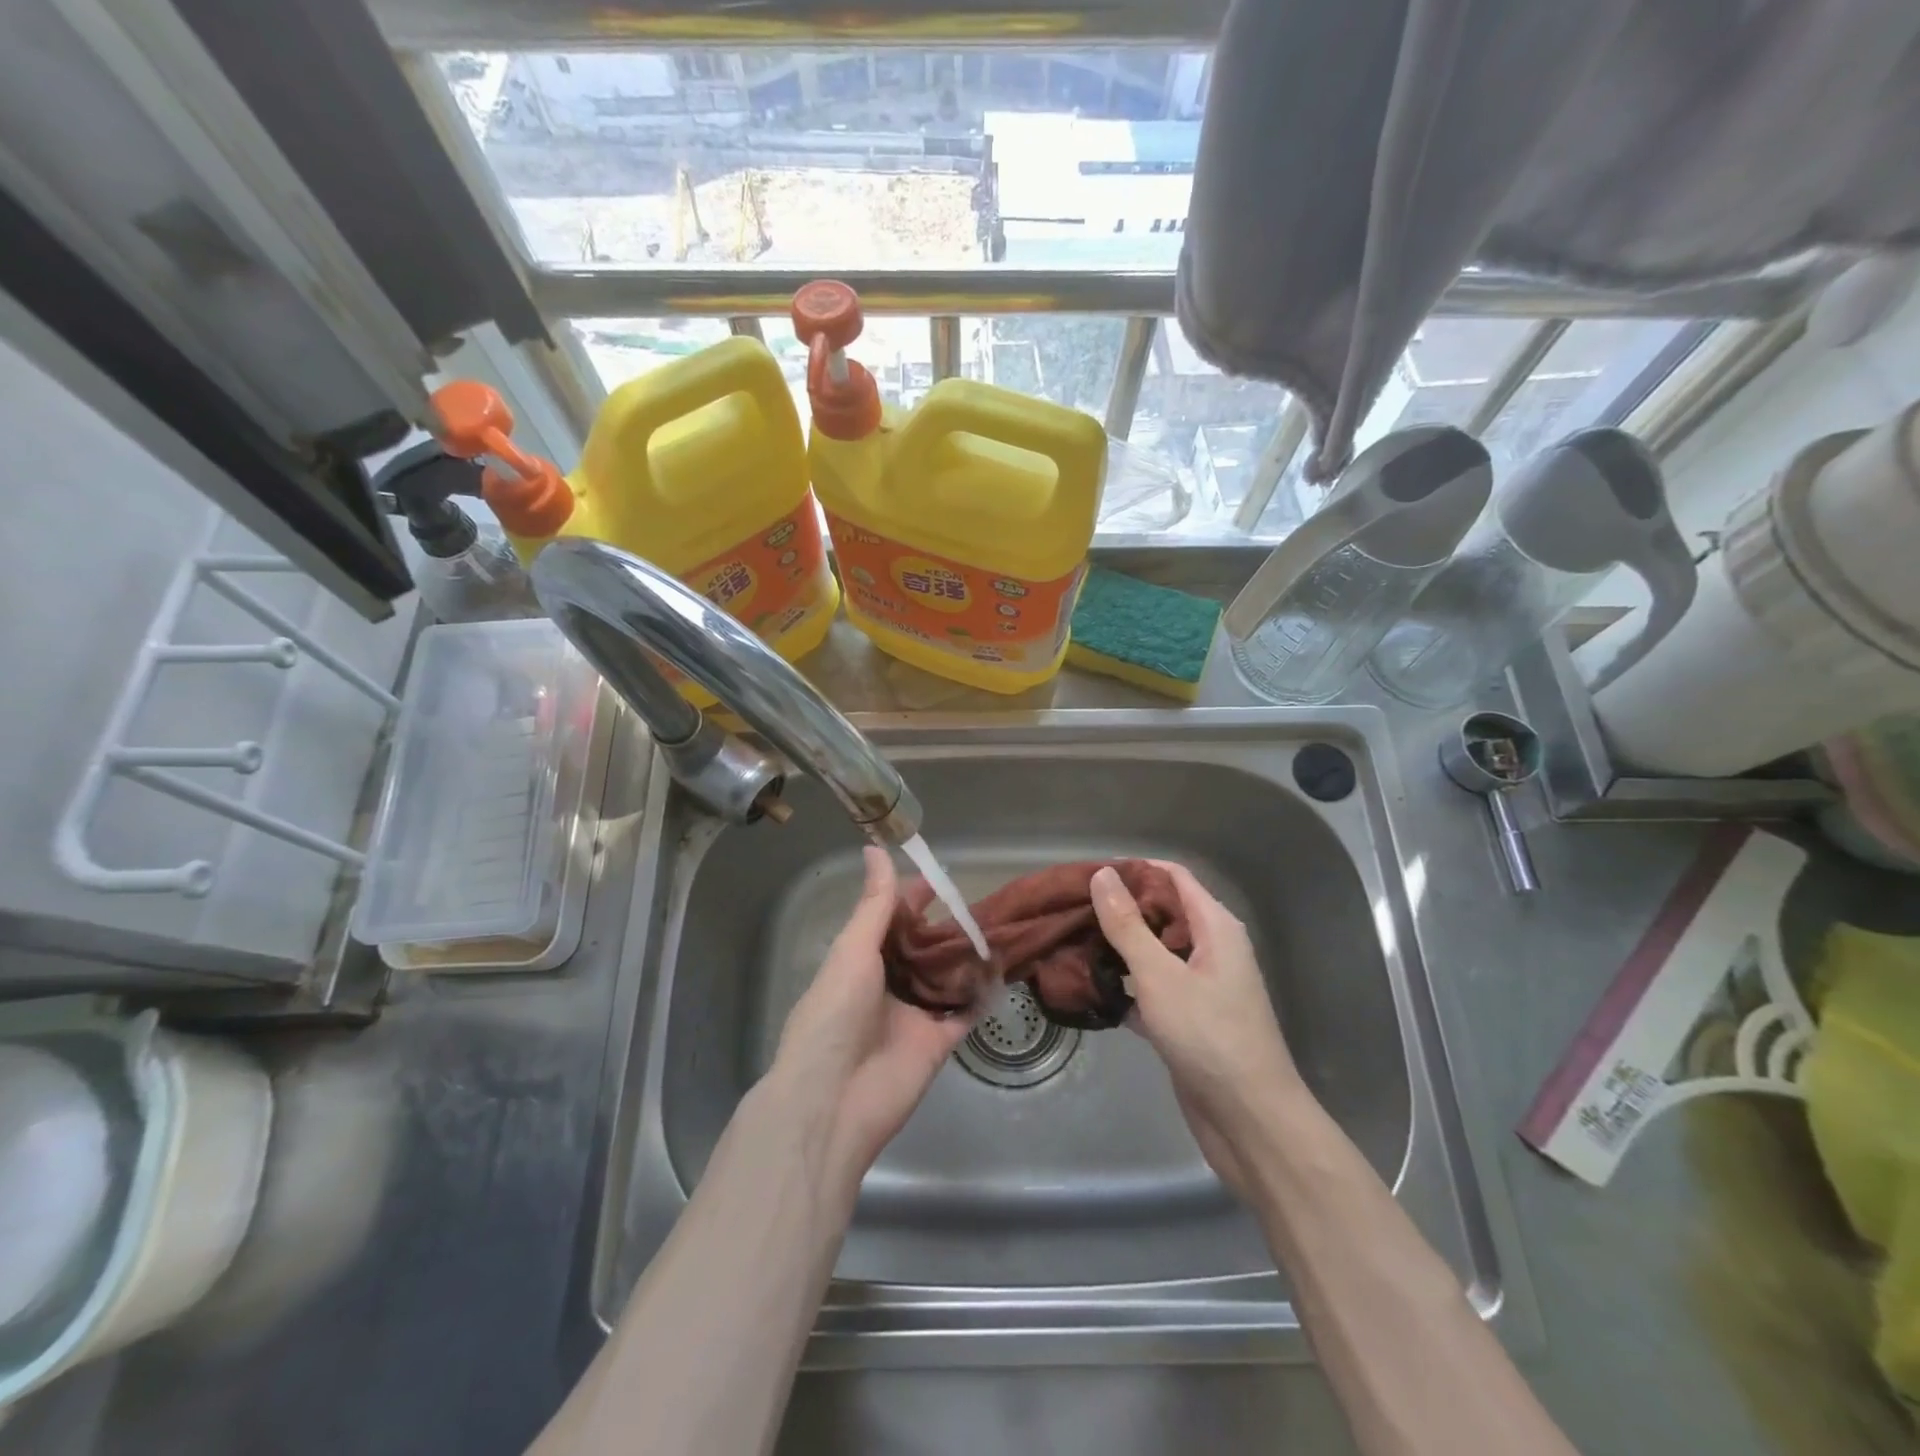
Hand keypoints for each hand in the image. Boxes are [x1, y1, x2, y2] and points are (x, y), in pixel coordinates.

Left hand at [772, 847, 972, 1182]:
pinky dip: (980, 996)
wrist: (832, 1101)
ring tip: (998, 930)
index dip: (912, 900)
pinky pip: (963, 1014)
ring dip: (965, 958)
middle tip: (980, 906)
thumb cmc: (834, 1015)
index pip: (890, 921)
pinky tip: (1001, 973)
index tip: (941, 879)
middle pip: (921, 949)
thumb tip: (875, 847)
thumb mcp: (853, 951)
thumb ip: (873, 904)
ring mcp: (912, 1016)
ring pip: (945, 978)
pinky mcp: (936, 1044)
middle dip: (945, 928)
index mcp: (859, 962)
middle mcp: (886, 985)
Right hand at [1090, 861, 1306, 1155]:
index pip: (1172, 877)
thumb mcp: (1160, 975)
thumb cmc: (1208, 1036)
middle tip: (1069, 911)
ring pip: (1153, 953)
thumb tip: (1104, 874)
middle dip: (1119, 910)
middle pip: (1161, 913)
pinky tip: (1089, 989)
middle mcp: (1211, 949)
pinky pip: (1151, 989)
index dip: (1133, 870)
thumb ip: (1128, 925)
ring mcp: (1200, 987)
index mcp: (1214, 927)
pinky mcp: (1188, 1020)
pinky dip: (1125, 985)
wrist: (1249, 1121)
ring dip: (1117, 949)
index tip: (1088, 875)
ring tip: (1070, 944)